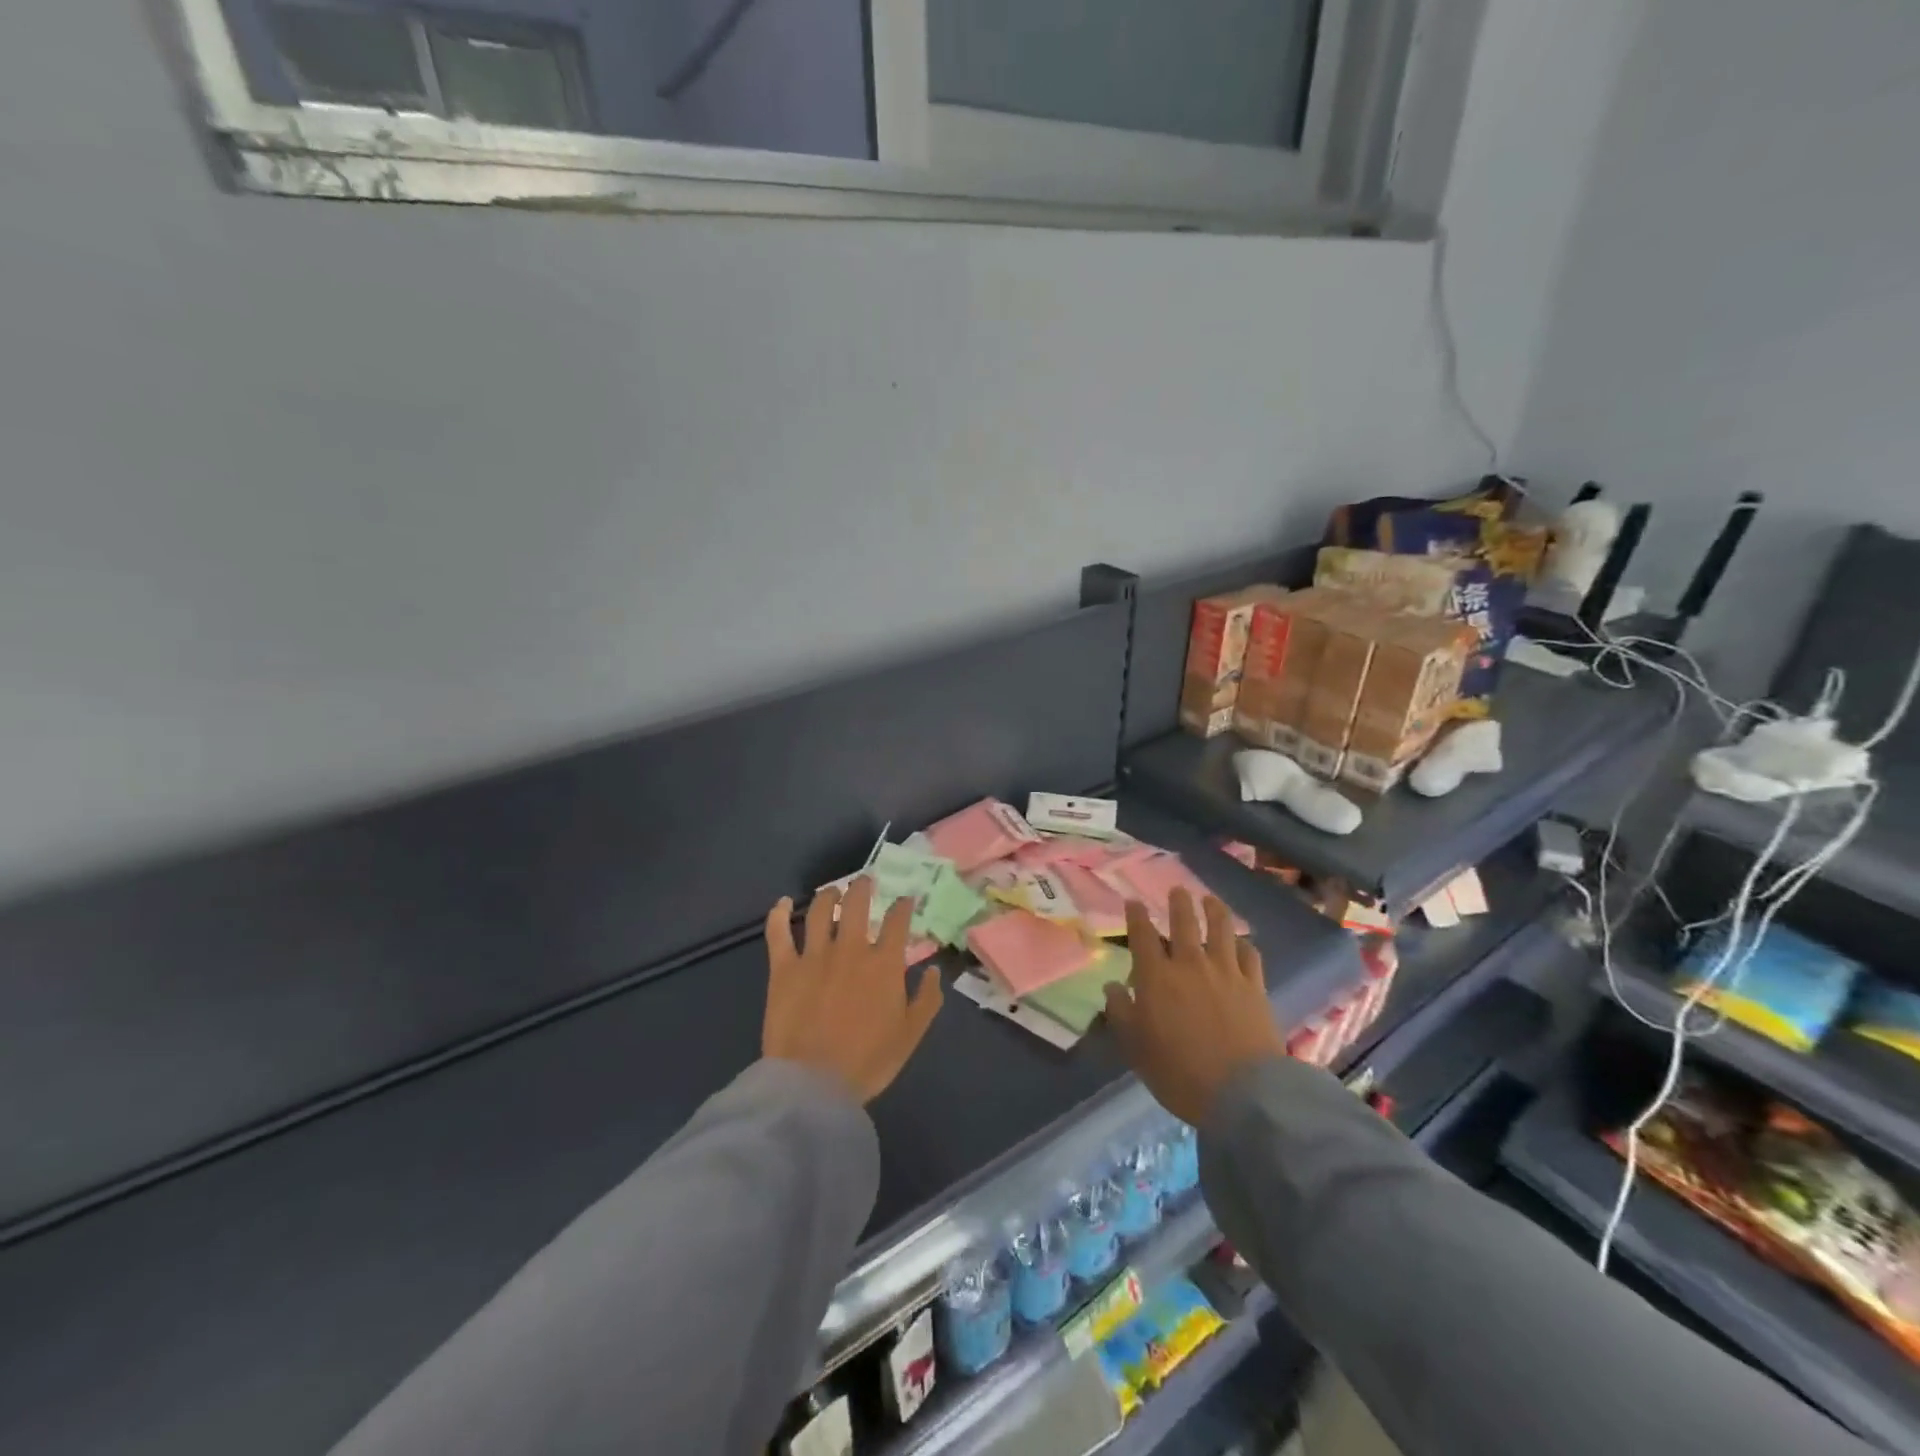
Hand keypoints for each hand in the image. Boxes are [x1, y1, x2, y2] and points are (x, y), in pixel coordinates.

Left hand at [762, 878, 944, 1103]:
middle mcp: (850, 948)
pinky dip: (777, 913)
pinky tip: (781, 902)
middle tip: (866, 881)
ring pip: (819, 909)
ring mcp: (813, 954)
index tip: (906, 899)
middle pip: (856, 902)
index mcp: (883, 963)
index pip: (897, 920)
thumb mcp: (911, 1035)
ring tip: (832, 891)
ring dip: (828, 895)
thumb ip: (927, 999)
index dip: (903, 905)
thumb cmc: (868, 1061)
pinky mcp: (783, 967)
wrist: (813, 1083)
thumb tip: (934, 970)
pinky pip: (777, 932)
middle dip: (863, 886)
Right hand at [1103, 889, 1286, 1125]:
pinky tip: (1242, 943)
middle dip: (1179, 902)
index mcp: (1157, 977)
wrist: (1243, 1093)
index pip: (1142, 935)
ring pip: (1221, 929)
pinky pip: (1250, 955)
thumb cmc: (1180, 1073)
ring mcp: (1227, 972)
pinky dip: (1244, 944)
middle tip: (1178, 890)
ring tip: (1210, 900)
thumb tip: (1113, 986)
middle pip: (1185, 922)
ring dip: (1214, 910)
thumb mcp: (1136, 1048)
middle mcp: (1191, 964)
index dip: (1136, 916)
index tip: (1133, 902)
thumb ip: (1122, 1013)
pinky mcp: (1256, 987)